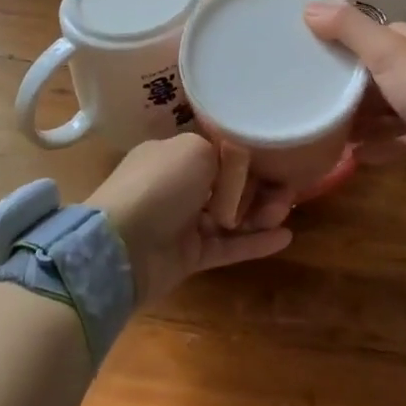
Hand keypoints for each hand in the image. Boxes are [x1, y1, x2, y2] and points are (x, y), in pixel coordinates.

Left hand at [87, 134, 295, 306]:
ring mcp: (183, 222)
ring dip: (260, 213)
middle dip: (259, 186)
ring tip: (282, 213)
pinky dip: (254, 243)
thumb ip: (223, 155)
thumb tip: (237, 174)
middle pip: (229, 184)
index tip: (277, 158)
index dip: (247, 155)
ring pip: (231, 215)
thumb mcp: (195, 150)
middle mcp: (178, 185)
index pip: (217, 150)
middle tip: (285, 191)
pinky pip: (228, 246)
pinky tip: (284, 237)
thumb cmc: (158, 185)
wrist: (120, 246)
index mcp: (173, 153)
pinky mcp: (190, 255)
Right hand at [304, 3, 405, 192]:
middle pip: (377, 72)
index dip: (344, 40)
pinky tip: (350, 155)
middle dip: (347, 83)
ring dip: (359, 117)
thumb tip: (310, 8)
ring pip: (386, 107)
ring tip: (323, 124)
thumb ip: (350, 30)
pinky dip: (375, 145)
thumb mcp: (388, 53)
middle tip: (309, 92)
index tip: (310, 50)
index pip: (375, 34)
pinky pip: (396, 139)